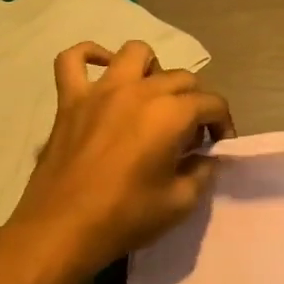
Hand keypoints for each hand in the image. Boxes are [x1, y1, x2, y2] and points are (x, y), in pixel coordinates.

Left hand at [10, 40, 233, 270]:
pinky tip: (102, 70)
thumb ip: (202, 172)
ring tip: (152, 97)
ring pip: (135, 53)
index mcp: (171, 114)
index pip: (212, 103)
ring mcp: (101, 90)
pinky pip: (73, 59)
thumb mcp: (181, 202)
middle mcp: (140, 91)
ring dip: (152, 70)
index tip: (217, 146)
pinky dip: (90, 56)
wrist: (61, 231)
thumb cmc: (125, 217)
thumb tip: (205, 157)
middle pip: (181, 77)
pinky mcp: (70, 100)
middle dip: (194, 102)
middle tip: (188, 134)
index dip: (222, 124)